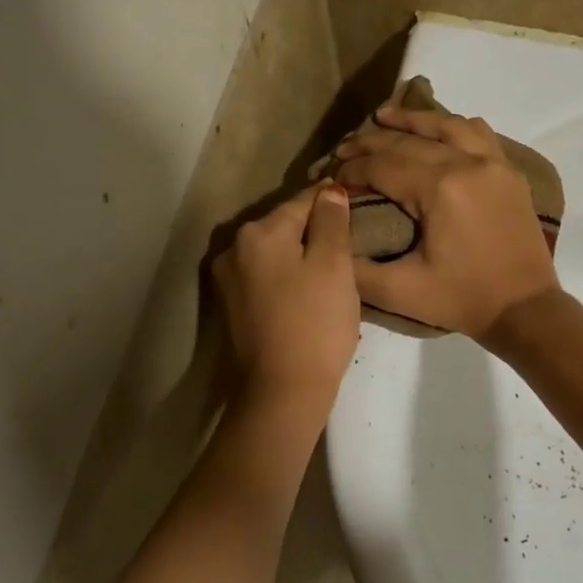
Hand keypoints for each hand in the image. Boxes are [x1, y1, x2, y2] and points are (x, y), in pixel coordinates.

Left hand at [213, 184, 360, 410]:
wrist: (283, 390)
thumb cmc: (315, 322)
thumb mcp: (334, 265)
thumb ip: (332, 222)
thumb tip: (329, 191)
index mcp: (258, 232)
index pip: (302, 201)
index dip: (331, 200)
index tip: (354, 198)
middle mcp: (234, 248)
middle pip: (284, 226)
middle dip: (314, 229)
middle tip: (348, 239)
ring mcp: (229, 280)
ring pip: (274, 253)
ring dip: (300, 254)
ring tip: (332, 267)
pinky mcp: (232, 308)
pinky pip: (266, 277)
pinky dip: (286, 277)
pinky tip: (308, 291)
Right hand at [333, 108, 559, 339]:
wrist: (525, 309)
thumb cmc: (462, 300)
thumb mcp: (401, 291)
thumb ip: (356, 268)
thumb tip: (330, 236)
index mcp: (439, 189)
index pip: (383, 165)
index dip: (352, 169)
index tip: (331, 177)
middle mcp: (467, 163)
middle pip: (410, 140)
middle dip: (371, 142)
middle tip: (344, 148)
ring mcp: (494, 163)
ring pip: (447, 125)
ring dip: (413, 120)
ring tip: (384, 116)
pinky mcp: (510, 172)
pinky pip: (480, 133)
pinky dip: (454, 126)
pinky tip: (439, 130)